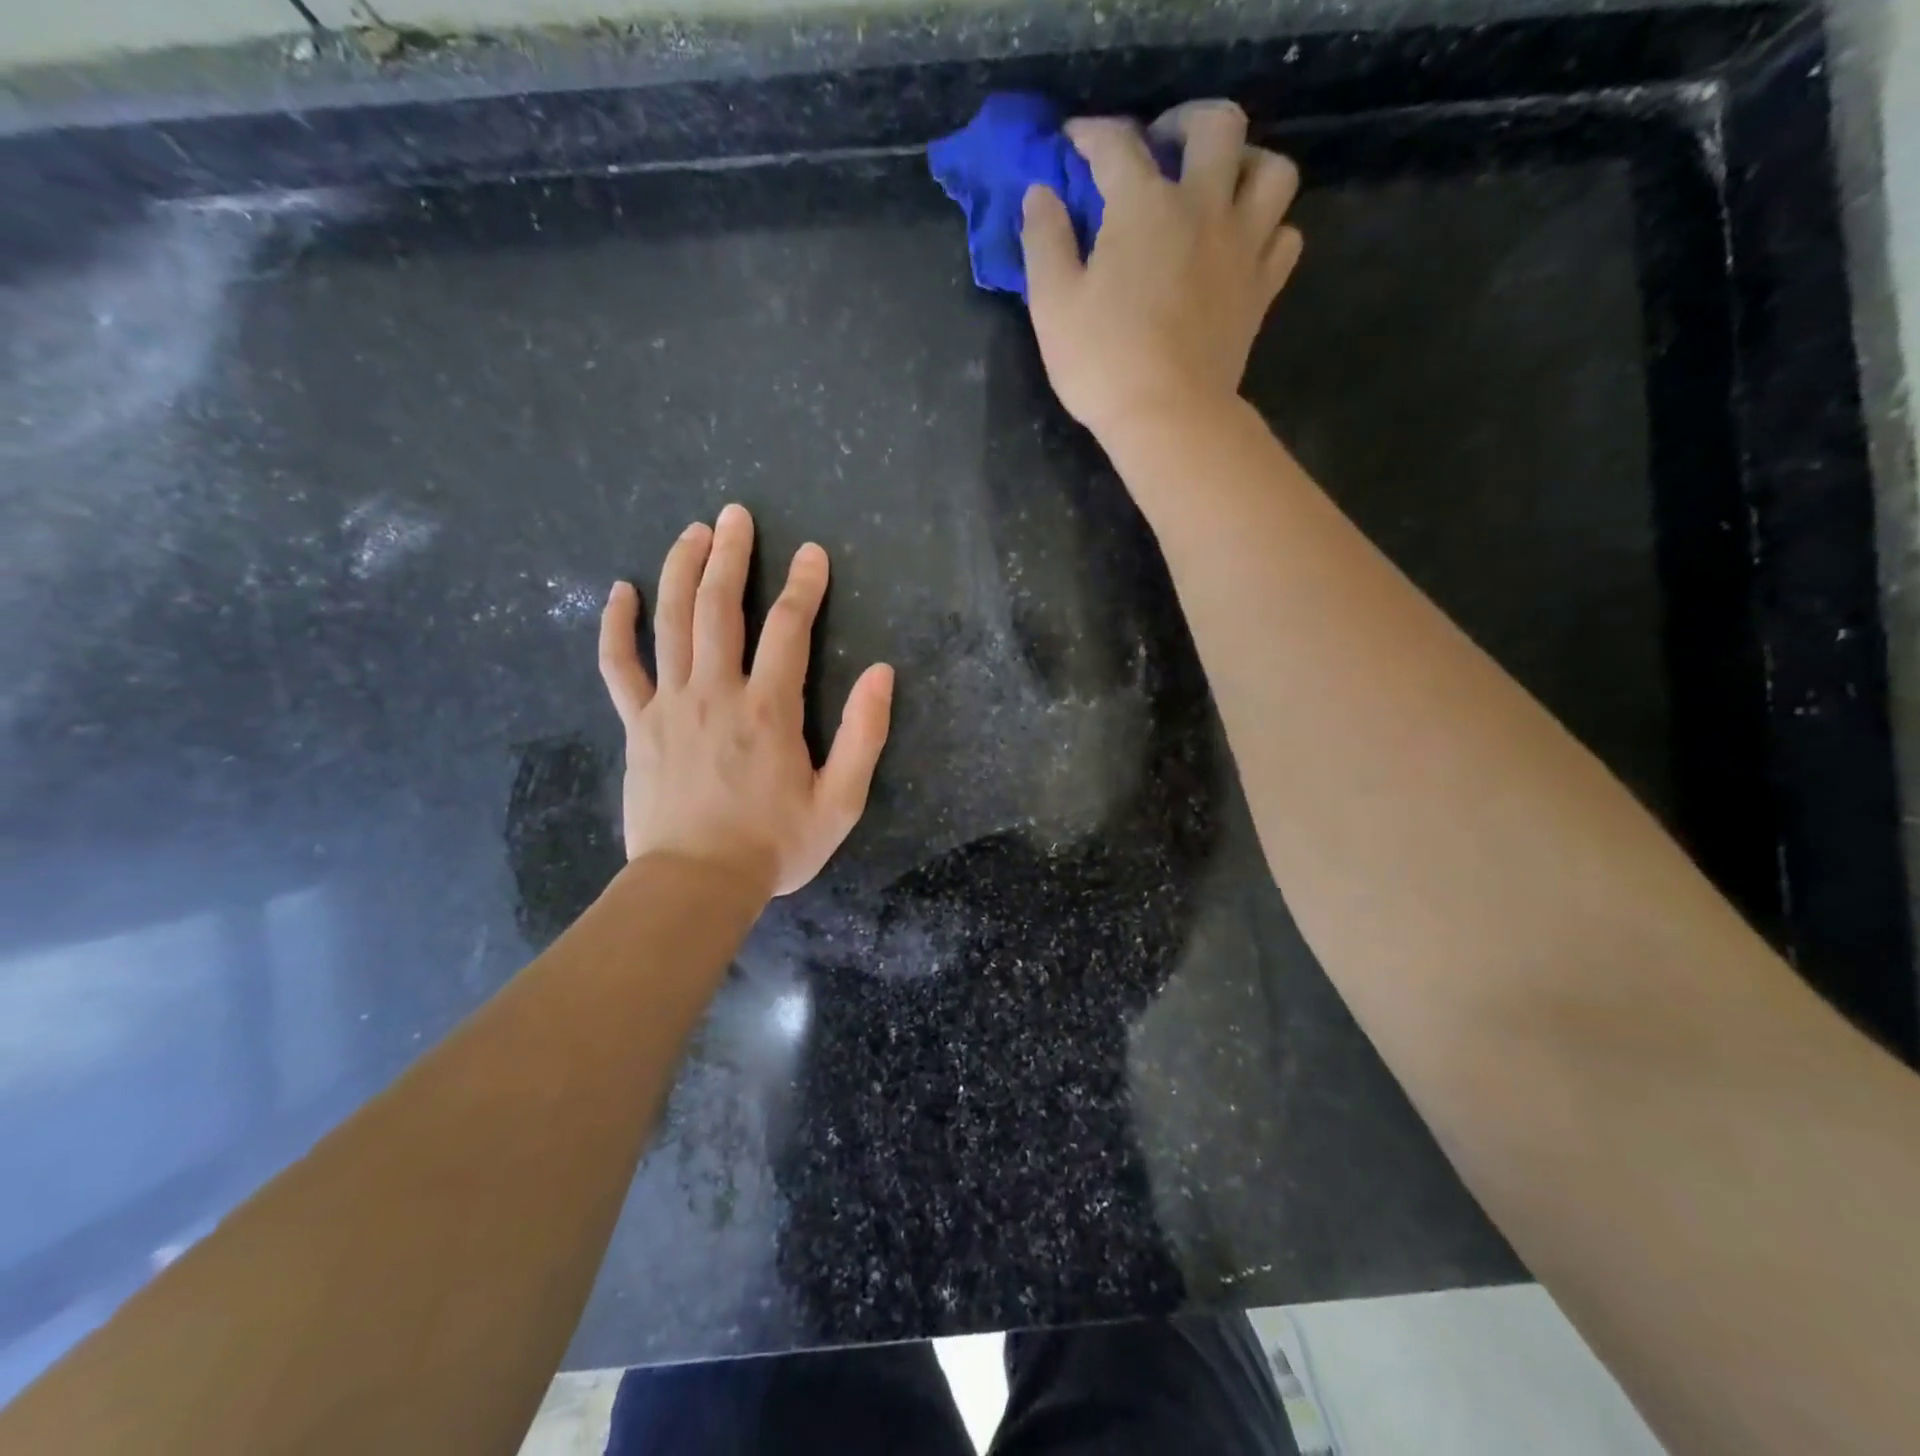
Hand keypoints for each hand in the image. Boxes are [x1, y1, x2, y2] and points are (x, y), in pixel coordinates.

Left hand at [597, 503, 893, 898]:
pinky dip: (615, 626)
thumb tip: (882, 673)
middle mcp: (717, 692)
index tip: (812, 553)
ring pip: (671, 622)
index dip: (804, 585)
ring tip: (693, 532)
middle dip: (732, 555)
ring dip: (681, 570)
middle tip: (736, 515)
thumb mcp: (841, 801)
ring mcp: (670, 704)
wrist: (696, 883)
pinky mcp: (639, 724)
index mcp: (770, 708)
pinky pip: (619, 666)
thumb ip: (865, 735)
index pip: (788, 628)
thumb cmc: (775, 845)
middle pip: (720, 607)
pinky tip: (618, 592)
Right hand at [1020, 100, 1302, 438]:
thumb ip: (1045, 241)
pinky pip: (1285, 235)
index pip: (1117, 144)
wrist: (1169, 418)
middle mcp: (1204, 206)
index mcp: (1145, 205)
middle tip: (1162, 149)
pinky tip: (1244, 243)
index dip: (1090, 136)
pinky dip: (1269, 228)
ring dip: (1245, 165)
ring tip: (1219, 188)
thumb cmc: (1103, 364)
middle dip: (1185, 123)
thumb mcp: (1052, 305)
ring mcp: (1242, 246)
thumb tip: (1041, 194)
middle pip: (1216, 125)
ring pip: (1272, 170)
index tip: (1074, 144)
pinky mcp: (1262, 289)